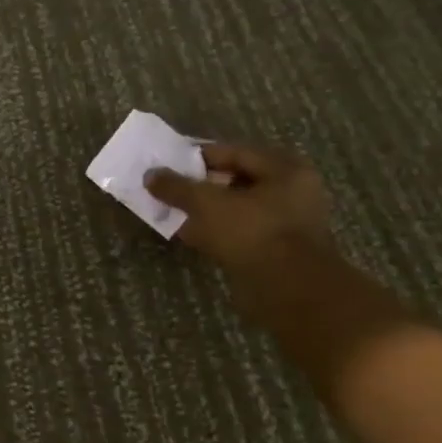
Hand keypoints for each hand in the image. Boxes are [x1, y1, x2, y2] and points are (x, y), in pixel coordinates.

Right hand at [145, 141, 334, 320]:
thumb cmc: (252, 233)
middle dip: (199, 186)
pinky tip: (188, 235)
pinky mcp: (275, 249)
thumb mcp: (206, 203)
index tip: (166, 164)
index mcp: (284, 169)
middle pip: (234, 180)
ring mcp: (285, 223)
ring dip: (204, 211)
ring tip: (172, 212)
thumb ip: (176, 186)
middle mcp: (291, 191)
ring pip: (234, 208)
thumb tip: (150, 175)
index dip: (196, 157)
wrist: (288, 290)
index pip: (232, 152)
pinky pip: (238, 232)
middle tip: (167, 189)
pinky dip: (214, 231)